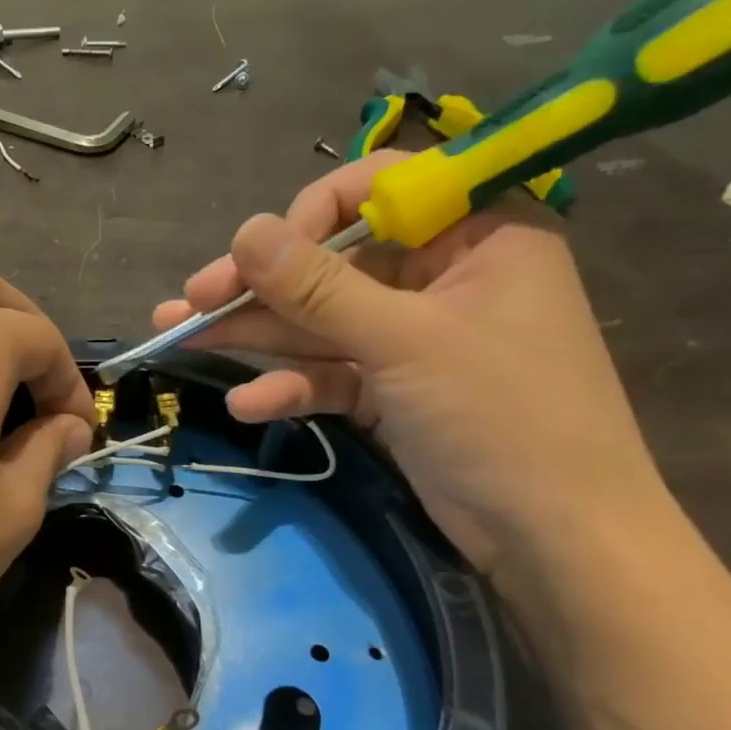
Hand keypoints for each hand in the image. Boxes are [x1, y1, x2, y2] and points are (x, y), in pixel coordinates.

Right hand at [152, 151, 665, 576]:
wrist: (552, 538)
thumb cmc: (501, 417)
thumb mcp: (405, 342)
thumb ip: (319, 287)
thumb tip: (245, 232)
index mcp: (475, 235)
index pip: (380, 191)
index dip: (310, 216)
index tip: (257, 254)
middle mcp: (440, 276)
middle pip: (332, 264)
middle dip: (259, 287)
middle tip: (187, 301)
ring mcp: (411, 337)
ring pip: (319, 322)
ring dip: (254, 335)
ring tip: (177, 338)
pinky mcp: (391, 389)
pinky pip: (330, 374)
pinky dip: (289, 387)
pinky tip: (246, 404)